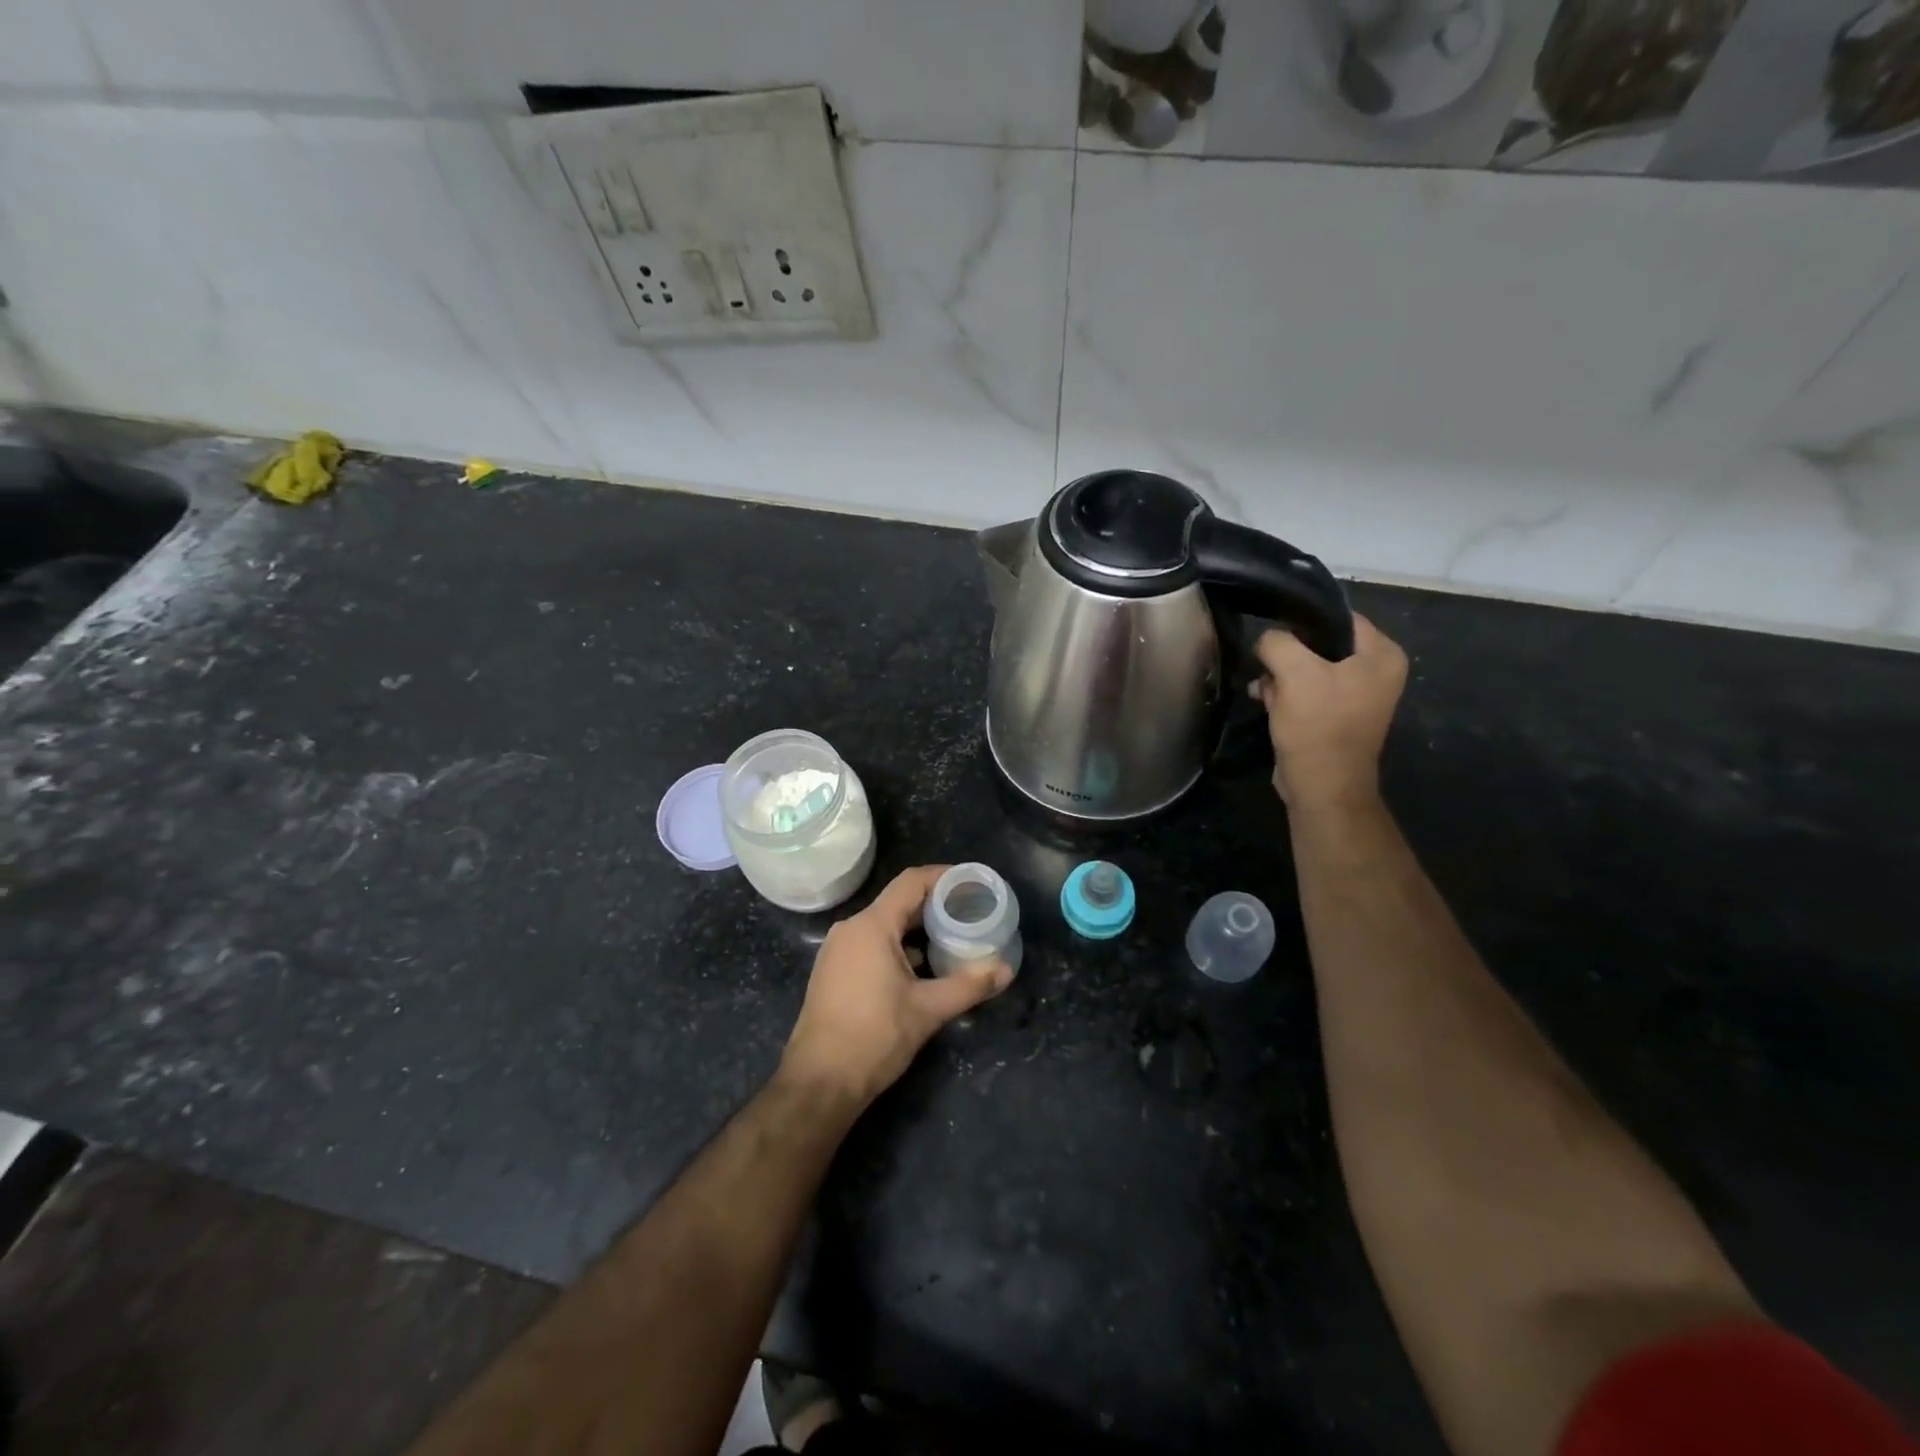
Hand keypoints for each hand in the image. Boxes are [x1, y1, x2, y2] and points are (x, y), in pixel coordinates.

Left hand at [781, 865, 1012, 1107]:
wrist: (820, 1081)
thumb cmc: (875, 1037)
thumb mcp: (928, 1010)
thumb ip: (969, 985)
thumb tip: (1006, 970)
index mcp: (871, 926)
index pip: (912, 882)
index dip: (944, 876)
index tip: (972, 882)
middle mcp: (851, 929)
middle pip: (898, 902)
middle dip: (935, 905)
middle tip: (970, 912)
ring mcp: (838, 951)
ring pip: (884, 925)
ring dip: (917, 928)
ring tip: (951, 938)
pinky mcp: (833, 971)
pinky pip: (871, 943)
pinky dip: (898, 946)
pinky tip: (921, 967)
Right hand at [1252, 613, 1407, 810]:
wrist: (1322, 787)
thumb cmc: (1318, 725)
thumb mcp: (1294, 673)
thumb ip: (1277, 642)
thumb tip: (1266, 640)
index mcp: (1382, 654)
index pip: (1338, 617)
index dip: (1302, 621)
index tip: (1272, 632)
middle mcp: (1375, 671)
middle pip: (1320, 643)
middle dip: (1287, 655)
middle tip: (1267, 668)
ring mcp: (1355, 695)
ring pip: (1306, 667)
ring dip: (1279, 676)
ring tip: (1262, 690)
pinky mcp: (1334, 715)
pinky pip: (1304, 691)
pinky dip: (1283, 694)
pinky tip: (1265, 703)